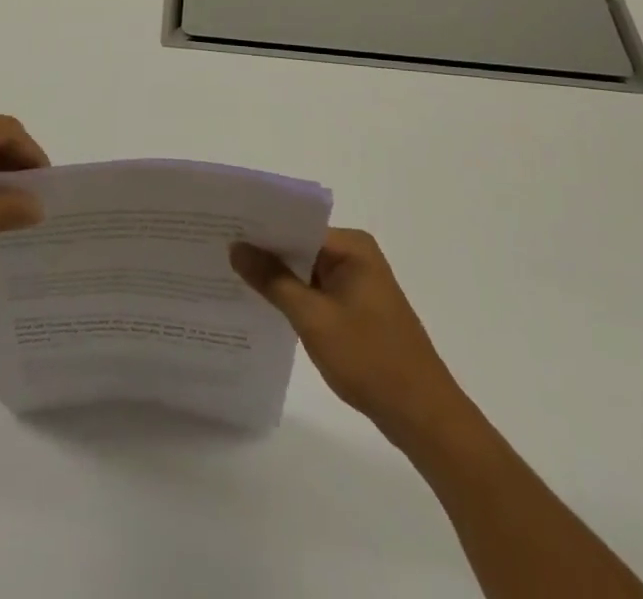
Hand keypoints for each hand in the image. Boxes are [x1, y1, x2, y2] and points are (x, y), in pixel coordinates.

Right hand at [232, 227, 457, 435]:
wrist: (423, 417)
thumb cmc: (370, 359)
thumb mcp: (314, 318)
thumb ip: (273, 280)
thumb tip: (237, 247)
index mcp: (352, 246)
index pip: (296, 225)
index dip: (260, 229)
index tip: (222, 231)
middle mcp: (356, 255)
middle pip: (300, 245)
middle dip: (265, 253)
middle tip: (219, 252)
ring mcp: (358, 282)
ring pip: (306, 270)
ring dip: (278, 277)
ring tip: (231, 275)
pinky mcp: (357, 308)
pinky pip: (317, 291)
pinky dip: (294, 297)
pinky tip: (263, 305)